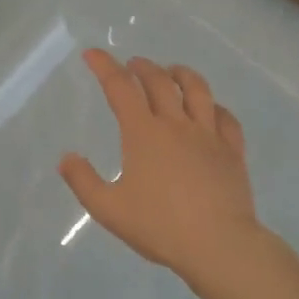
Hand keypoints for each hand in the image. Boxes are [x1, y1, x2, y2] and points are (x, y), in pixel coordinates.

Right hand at [59, 50, 261, 286]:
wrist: (218, 245)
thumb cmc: (159, 226)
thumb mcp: (108, 209)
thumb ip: (83, 181)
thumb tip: (66, 158)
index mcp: (143, 133)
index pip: (120, 88)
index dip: (104, 66)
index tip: (92, 54)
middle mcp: (176, 124)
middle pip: (159, 82)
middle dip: (142, 67)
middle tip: (132, 64)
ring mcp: (209, 135)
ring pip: (198, 90)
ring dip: (181, 74)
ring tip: (172, 71)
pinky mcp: (232, 151)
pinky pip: (226, 118)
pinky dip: (214, 106)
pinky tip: (211, 109)